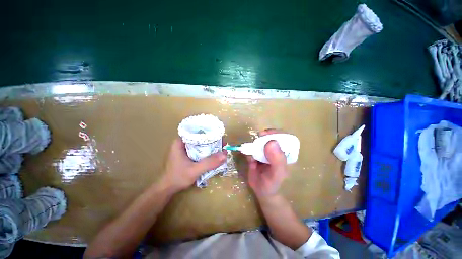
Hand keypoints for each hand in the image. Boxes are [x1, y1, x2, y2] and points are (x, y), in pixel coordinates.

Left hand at [160, 138, 226, 192]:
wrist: (167, 189)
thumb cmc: (177, 178)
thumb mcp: (194, 170)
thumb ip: (209, 163)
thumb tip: (225, 154)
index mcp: (180, 142)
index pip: (196, 131)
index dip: (209, 132)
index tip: (219, 135)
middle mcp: (182, 143)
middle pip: (199, 137)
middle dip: (211, 140)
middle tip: (222, 143)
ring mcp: (184, 149)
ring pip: (200, 144)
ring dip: (210, 146)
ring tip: (220, 148)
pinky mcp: (187, 155)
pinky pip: (199, 150)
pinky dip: (206, 152)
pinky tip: (213, 155)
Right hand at [247, 129, 287, 197]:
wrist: (263, 193)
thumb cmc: (274, 185)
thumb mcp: (278, 174)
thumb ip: (277, 159)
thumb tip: (271, 142)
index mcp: (286, 153)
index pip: (284, 137)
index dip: (275, 133)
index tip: (265, 133)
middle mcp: (276, 150)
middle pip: (270, 137)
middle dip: (263, 137)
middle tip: (257, 139)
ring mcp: (265, 152)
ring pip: (259, 142)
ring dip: (254, 143)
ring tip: (252, 150)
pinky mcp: (256, 155)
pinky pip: (251, 149)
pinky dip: (248, 150)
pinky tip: (249, 157)